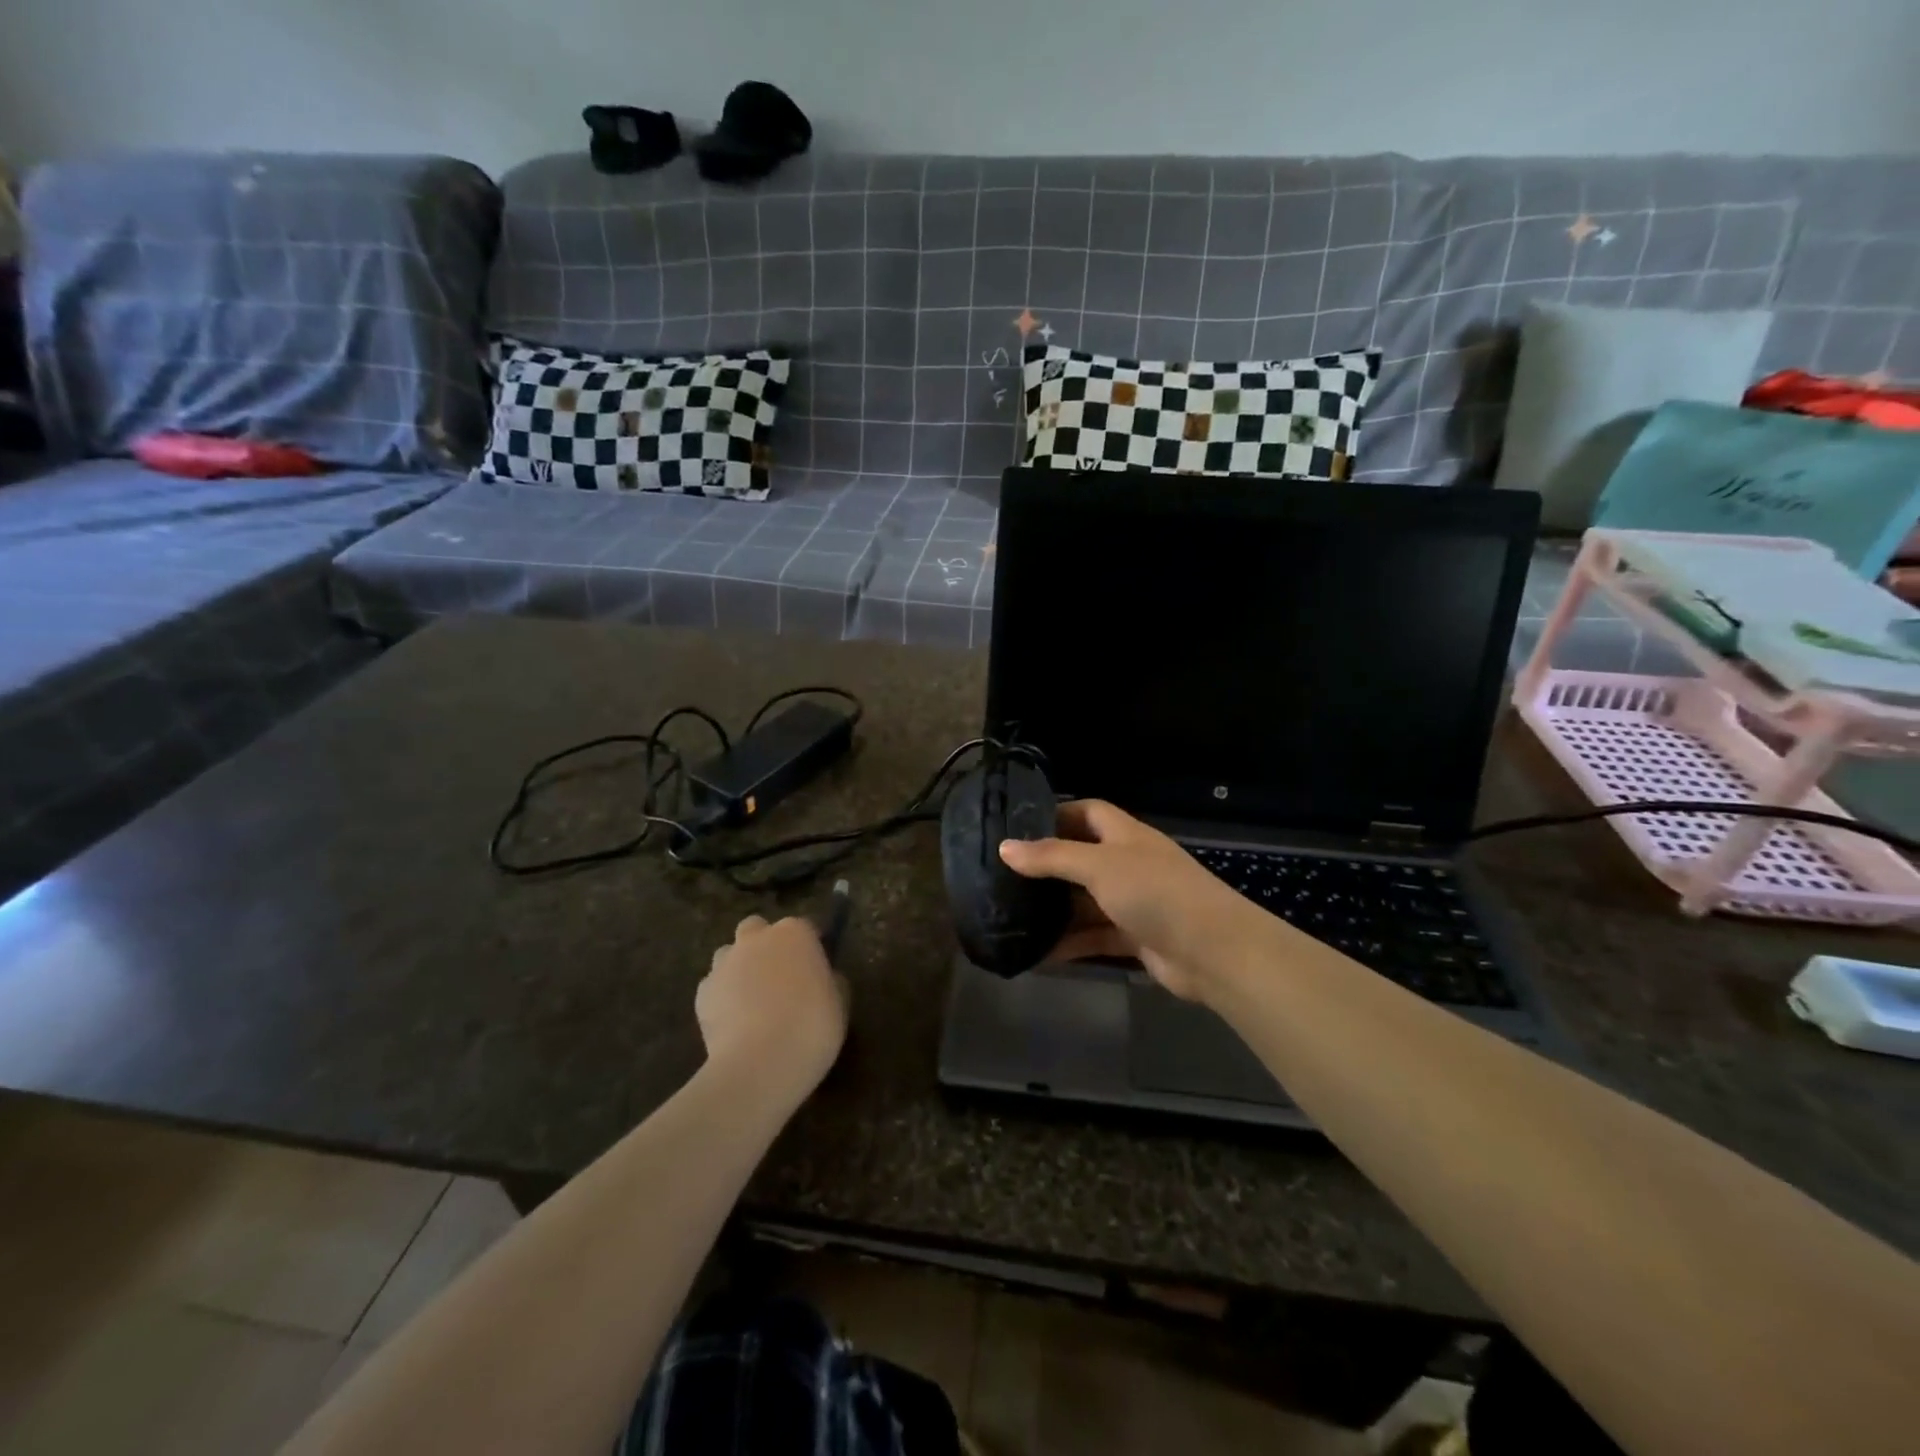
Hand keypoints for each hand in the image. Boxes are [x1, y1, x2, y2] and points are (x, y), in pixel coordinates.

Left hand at [697, 915, 848, 1097]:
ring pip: (730, 954)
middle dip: (764, 945)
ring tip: (751, 1001)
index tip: (815, 969)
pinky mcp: (702, 992)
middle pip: (757, 929)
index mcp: (795, 933)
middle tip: (778, 977)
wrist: (760, 1064)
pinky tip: (733, 1022)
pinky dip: (722, 997)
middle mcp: (757, 938)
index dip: (809, 947)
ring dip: (739, 968)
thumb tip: (822, 978)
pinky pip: (714, 986)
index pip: (804, 927)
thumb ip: (830, 980)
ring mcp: (725, 963)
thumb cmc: (811, 1028)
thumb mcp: (839, 1003)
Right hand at [999, 800, 1270, 1003]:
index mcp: (1125, 835)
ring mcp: (1134, 902)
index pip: (1087, 812)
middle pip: (1082, 857)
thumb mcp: (1099, 866)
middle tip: (1005, 878)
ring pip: (1086, 901)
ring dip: (1056, 910)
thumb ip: (1052, 857)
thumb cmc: (1155, 892)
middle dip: (1048, 867)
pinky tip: (1039, 953)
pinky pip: (1095, 936)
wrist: (1214, 951)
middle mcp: (1129, 863)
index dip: (1056, 814)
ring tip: (1013, 916)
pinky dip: (1071, 943)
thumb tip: (1005, 847)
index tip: (1019, 828)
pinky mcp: (1135, 937)